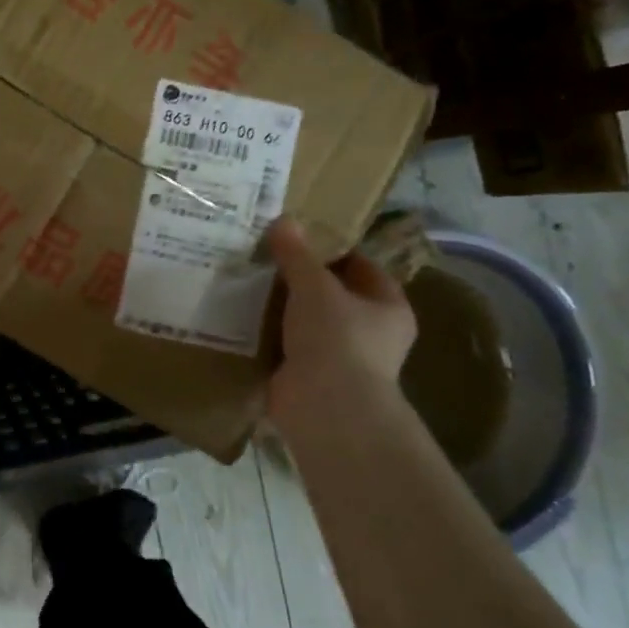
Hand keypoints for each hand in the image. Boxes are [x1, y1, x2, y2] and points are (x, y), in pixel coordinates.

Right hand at [265, 216, 416, 436]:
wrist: (324, 407)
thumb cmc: (336, 339)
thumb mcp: (315, 287)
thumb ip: (297, 255)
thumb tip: (283, 220)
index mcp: (388, 308)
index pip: (362, 267)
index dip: (333, 249)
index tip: (297, 236)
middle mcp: (370, 333)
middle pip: (331, 294)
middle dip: (299, 278)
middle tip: (264, 255)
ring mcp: (339, 357)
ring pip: (306, 320)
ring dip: (280, 307)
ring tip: (246, 280)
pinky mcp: (308, 375)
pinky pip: (286, 345)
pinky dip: (267, 333)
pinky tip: (240, 315)